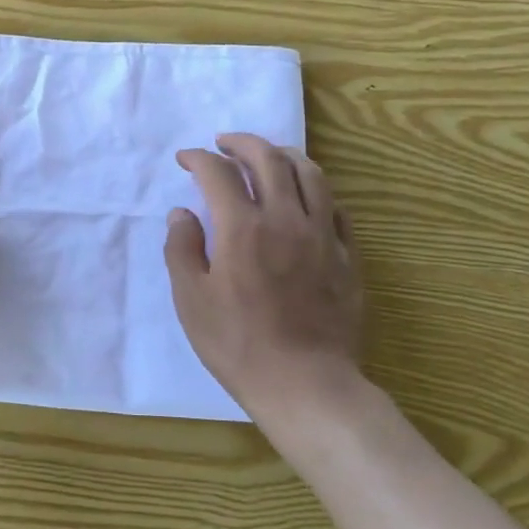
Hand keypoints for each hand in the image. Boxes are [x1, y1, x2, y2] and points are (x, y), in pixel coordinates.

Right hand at [164, 134, 364, 426]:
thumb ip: (181, 249)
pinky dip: (315, 190)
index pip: (218, 173)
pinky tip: (305, 197)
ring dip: (284, 154)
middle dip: (242, 143)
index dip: (198, 158)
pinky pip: (335, 207)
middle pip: (268, 158)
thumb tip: (182, 213)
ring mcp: (322, 235)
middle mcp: (285, 218)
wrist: (306, 385)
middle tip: (224, 144)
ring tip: (268, 155)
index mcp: (242, 228)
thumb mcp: (191, 300)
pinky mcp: (347, 255)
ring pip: (310, 173)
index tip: (186, 159)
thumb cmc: (238, 345)